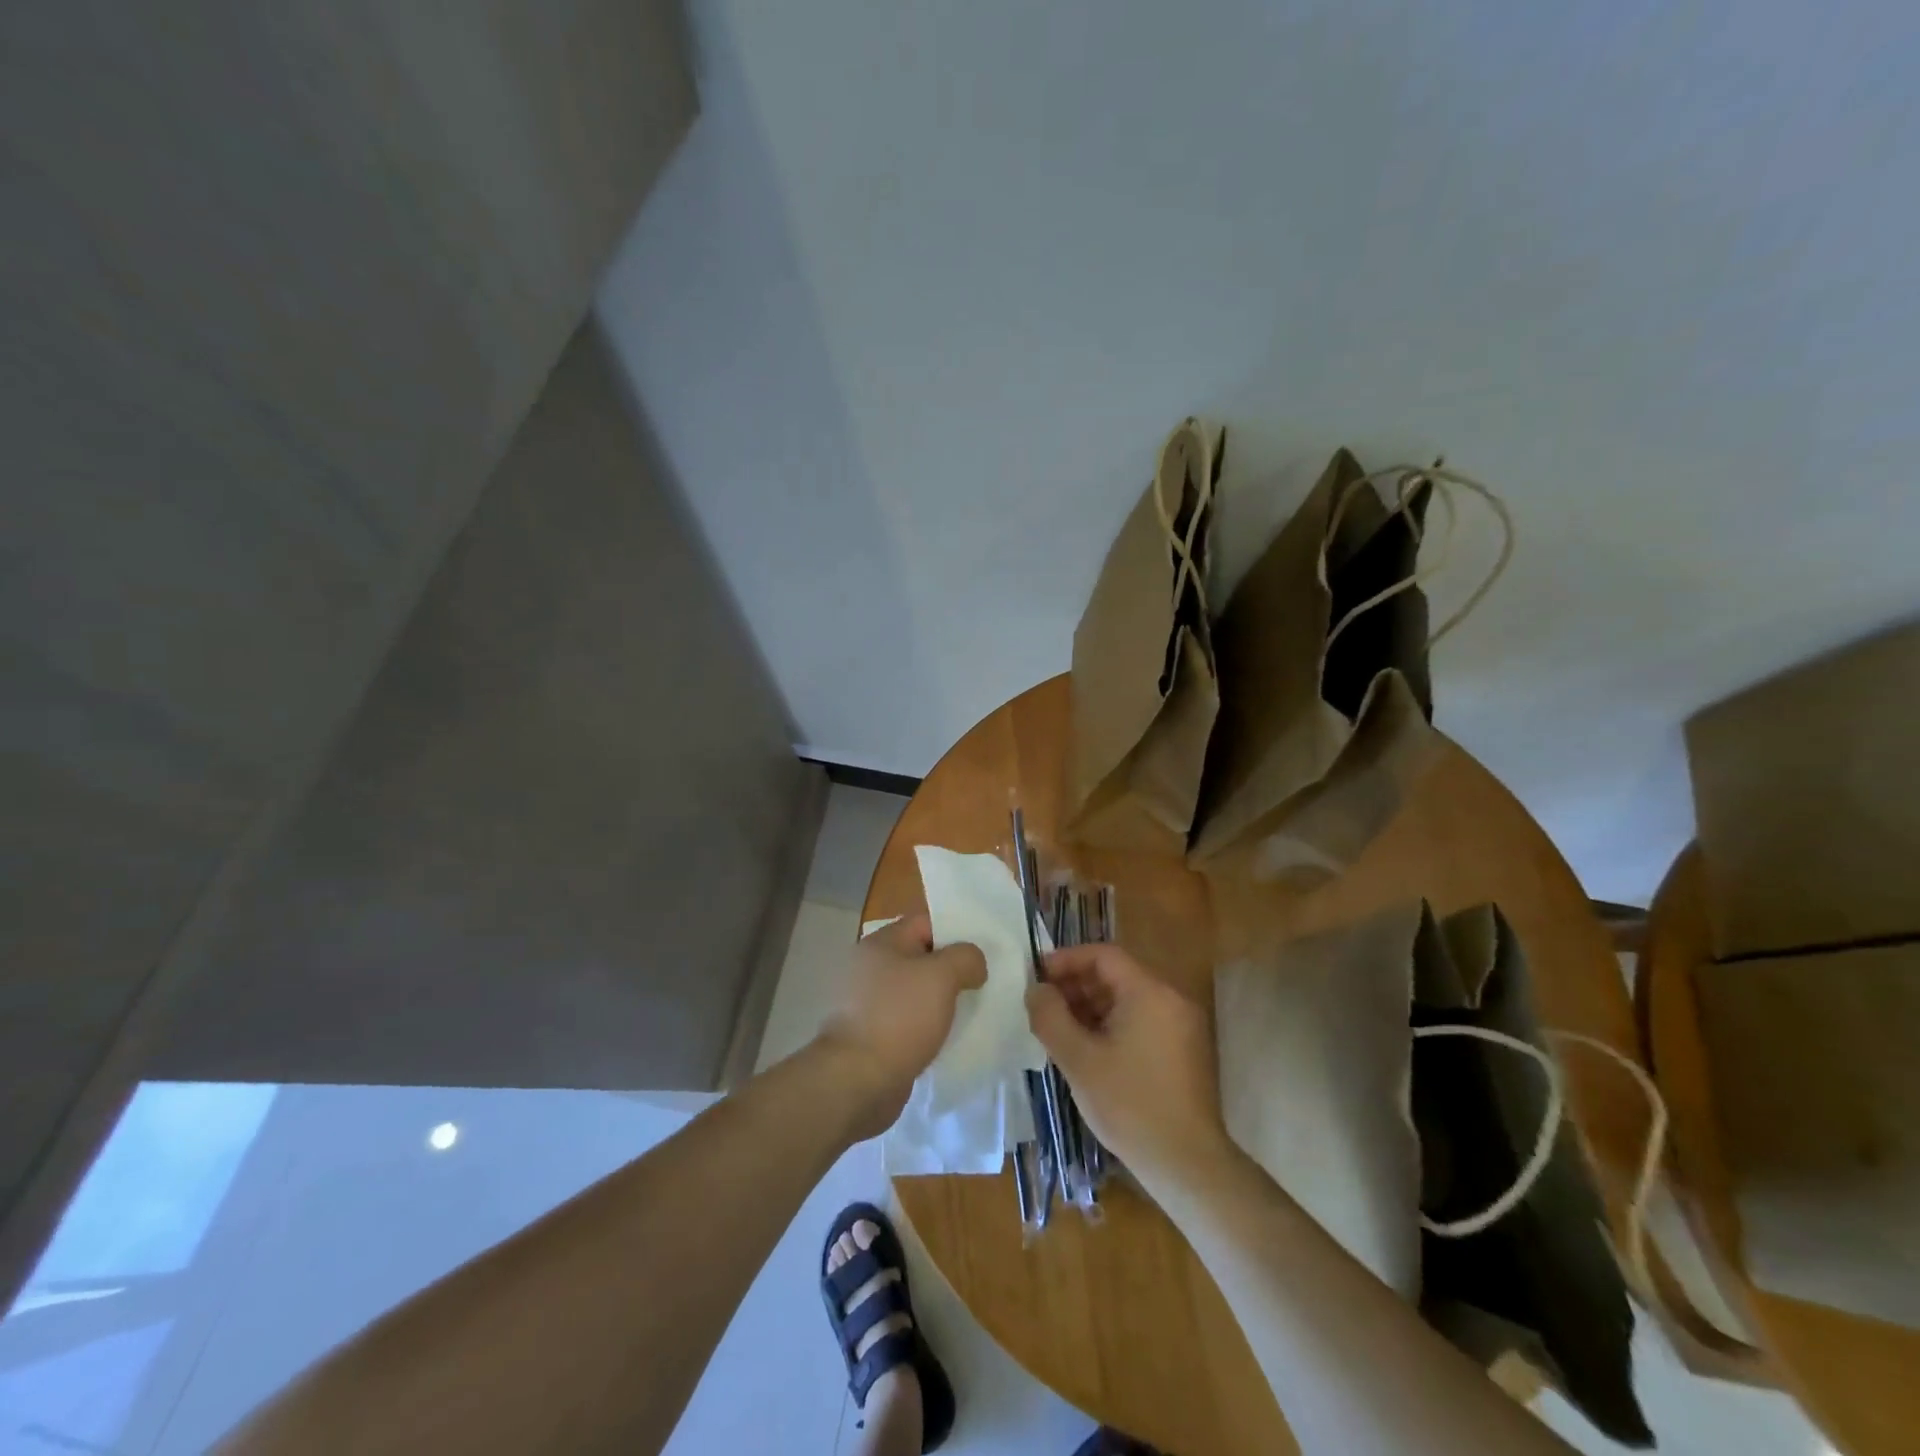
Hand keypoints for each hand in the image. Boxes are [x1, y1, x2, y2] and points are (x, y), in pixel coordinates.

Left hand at [815, 915, 986, 1138]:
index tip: (983, 950)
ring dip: (942, 1000)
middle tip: (984, 981)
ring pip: (916, 991)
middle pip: (921, 957)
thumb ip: (965, 958)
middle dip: (952, 968)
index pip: (925, 922)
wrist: (857, 1080)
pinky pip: (909, 1021)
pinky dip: (928, 1026)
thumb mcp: (941, 976)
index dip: (956, 931)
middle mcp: (871, 967)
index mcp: (881, 943)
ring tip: (974, 1009)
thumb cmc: (899, 1017)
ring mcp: (869, 1003)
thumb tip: (973, 963)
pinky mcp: (872, 1035)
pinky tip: (950, 1037)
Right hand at [1027, 943, 1230, 1190]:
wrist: (1187, 1164)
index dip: (1067, 960)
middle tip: (1043, 1005)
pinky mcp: (1185, 1050)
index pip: (1103, 955)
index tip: (1037, 976)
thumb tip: (1036, 990)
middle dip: (1076, 984)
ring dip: (1092, 1006)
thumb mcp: (1078, 1059)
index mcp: (1149, 992)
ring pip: (1129, 999)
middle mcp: (1171, 999)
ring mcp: (1182, 1025)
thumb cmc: (1129, 1105)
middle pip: (1117, 975)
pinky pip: (1143, 1020)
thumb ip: (1050, 1017)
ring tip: (1059, 1028)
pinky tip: (1088, 1048)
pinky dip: (1113, 1024)